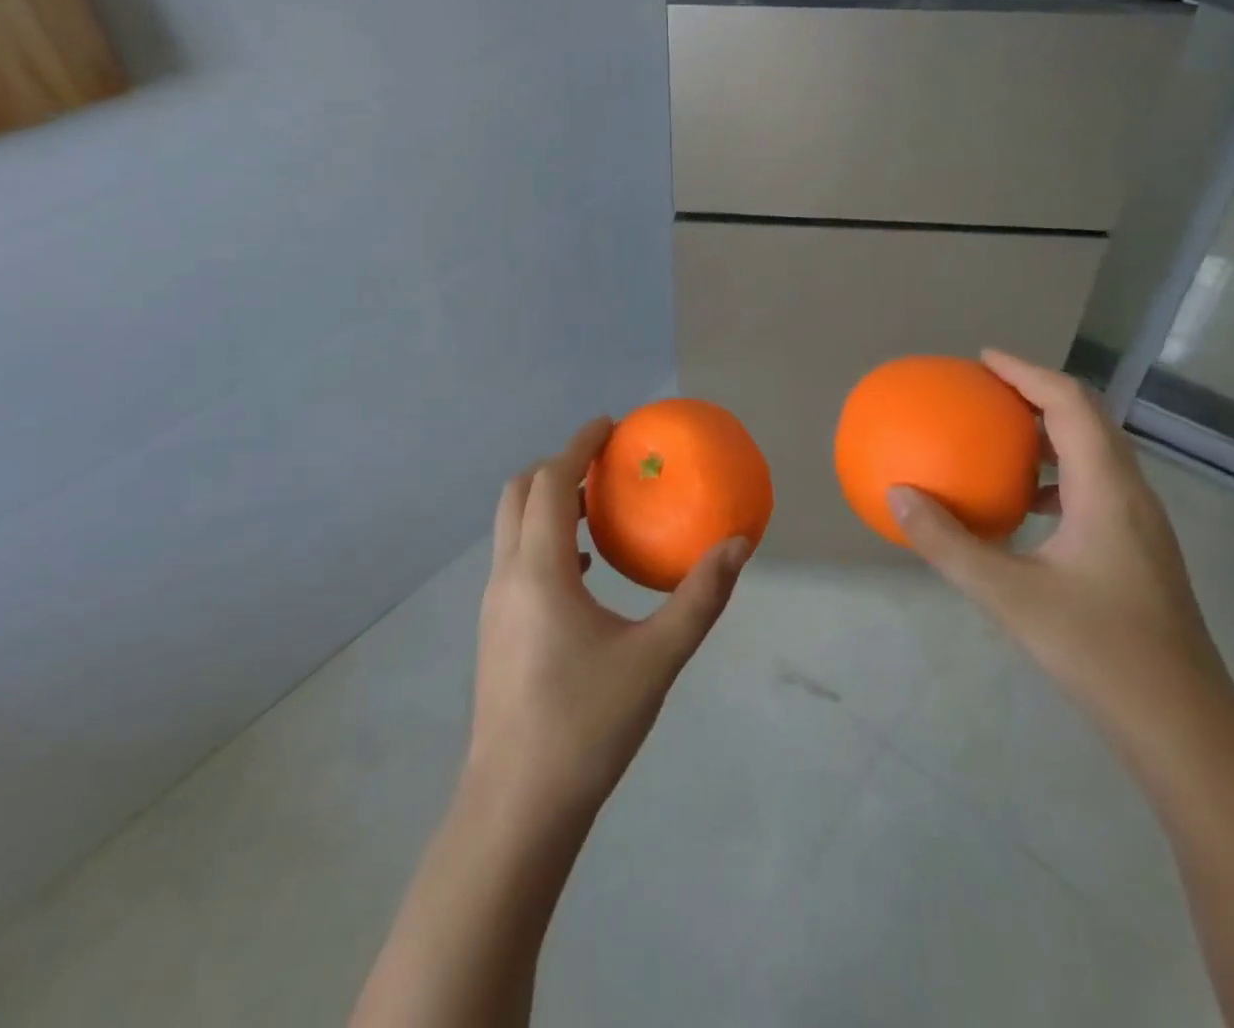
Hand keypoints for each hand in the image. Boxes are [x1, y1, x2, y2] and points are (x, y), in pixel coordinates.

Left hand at [466, 418, 749, 818]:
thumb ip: (700, 597)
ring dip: (547, 502)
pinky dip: (544, 539)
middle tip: (602, 464)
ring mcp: (494, 605)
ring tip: (595, 506)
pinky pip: (516, 560)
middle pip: (518, 494)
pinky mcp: (496, 632)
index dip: (577, 445)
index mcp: (539, 571)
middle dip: (556, 466)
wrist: (516, 808)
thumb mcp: (656, 658)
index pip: (549, 482)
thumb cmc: (586, 725)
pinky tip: (584, 569)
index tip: (609, 425)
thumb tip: (739, 544)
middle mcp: (507, 576)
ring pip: (512, 527)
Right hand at [887, 350, 1230, 734]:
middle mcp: (1130, 493)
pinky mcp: (1138, 548)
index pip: (1070, 404)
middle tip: (987, 389)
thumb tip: (896, 496)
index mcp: (1107, 489)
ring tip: (1001, 435)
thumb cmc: (1098, 650)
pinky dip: (1057, 473)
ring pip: (1096, 451)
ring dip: (1050, 431)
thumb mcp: (1008, 595)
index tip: (983, 359)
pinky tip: (1025, 504)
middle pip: (1089, 418)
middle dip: (1038, 392)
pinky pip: (1095, 485)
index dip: (1027, 372)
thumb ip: (948, 544)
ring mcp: (1140, 523)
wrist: (1183, 724)